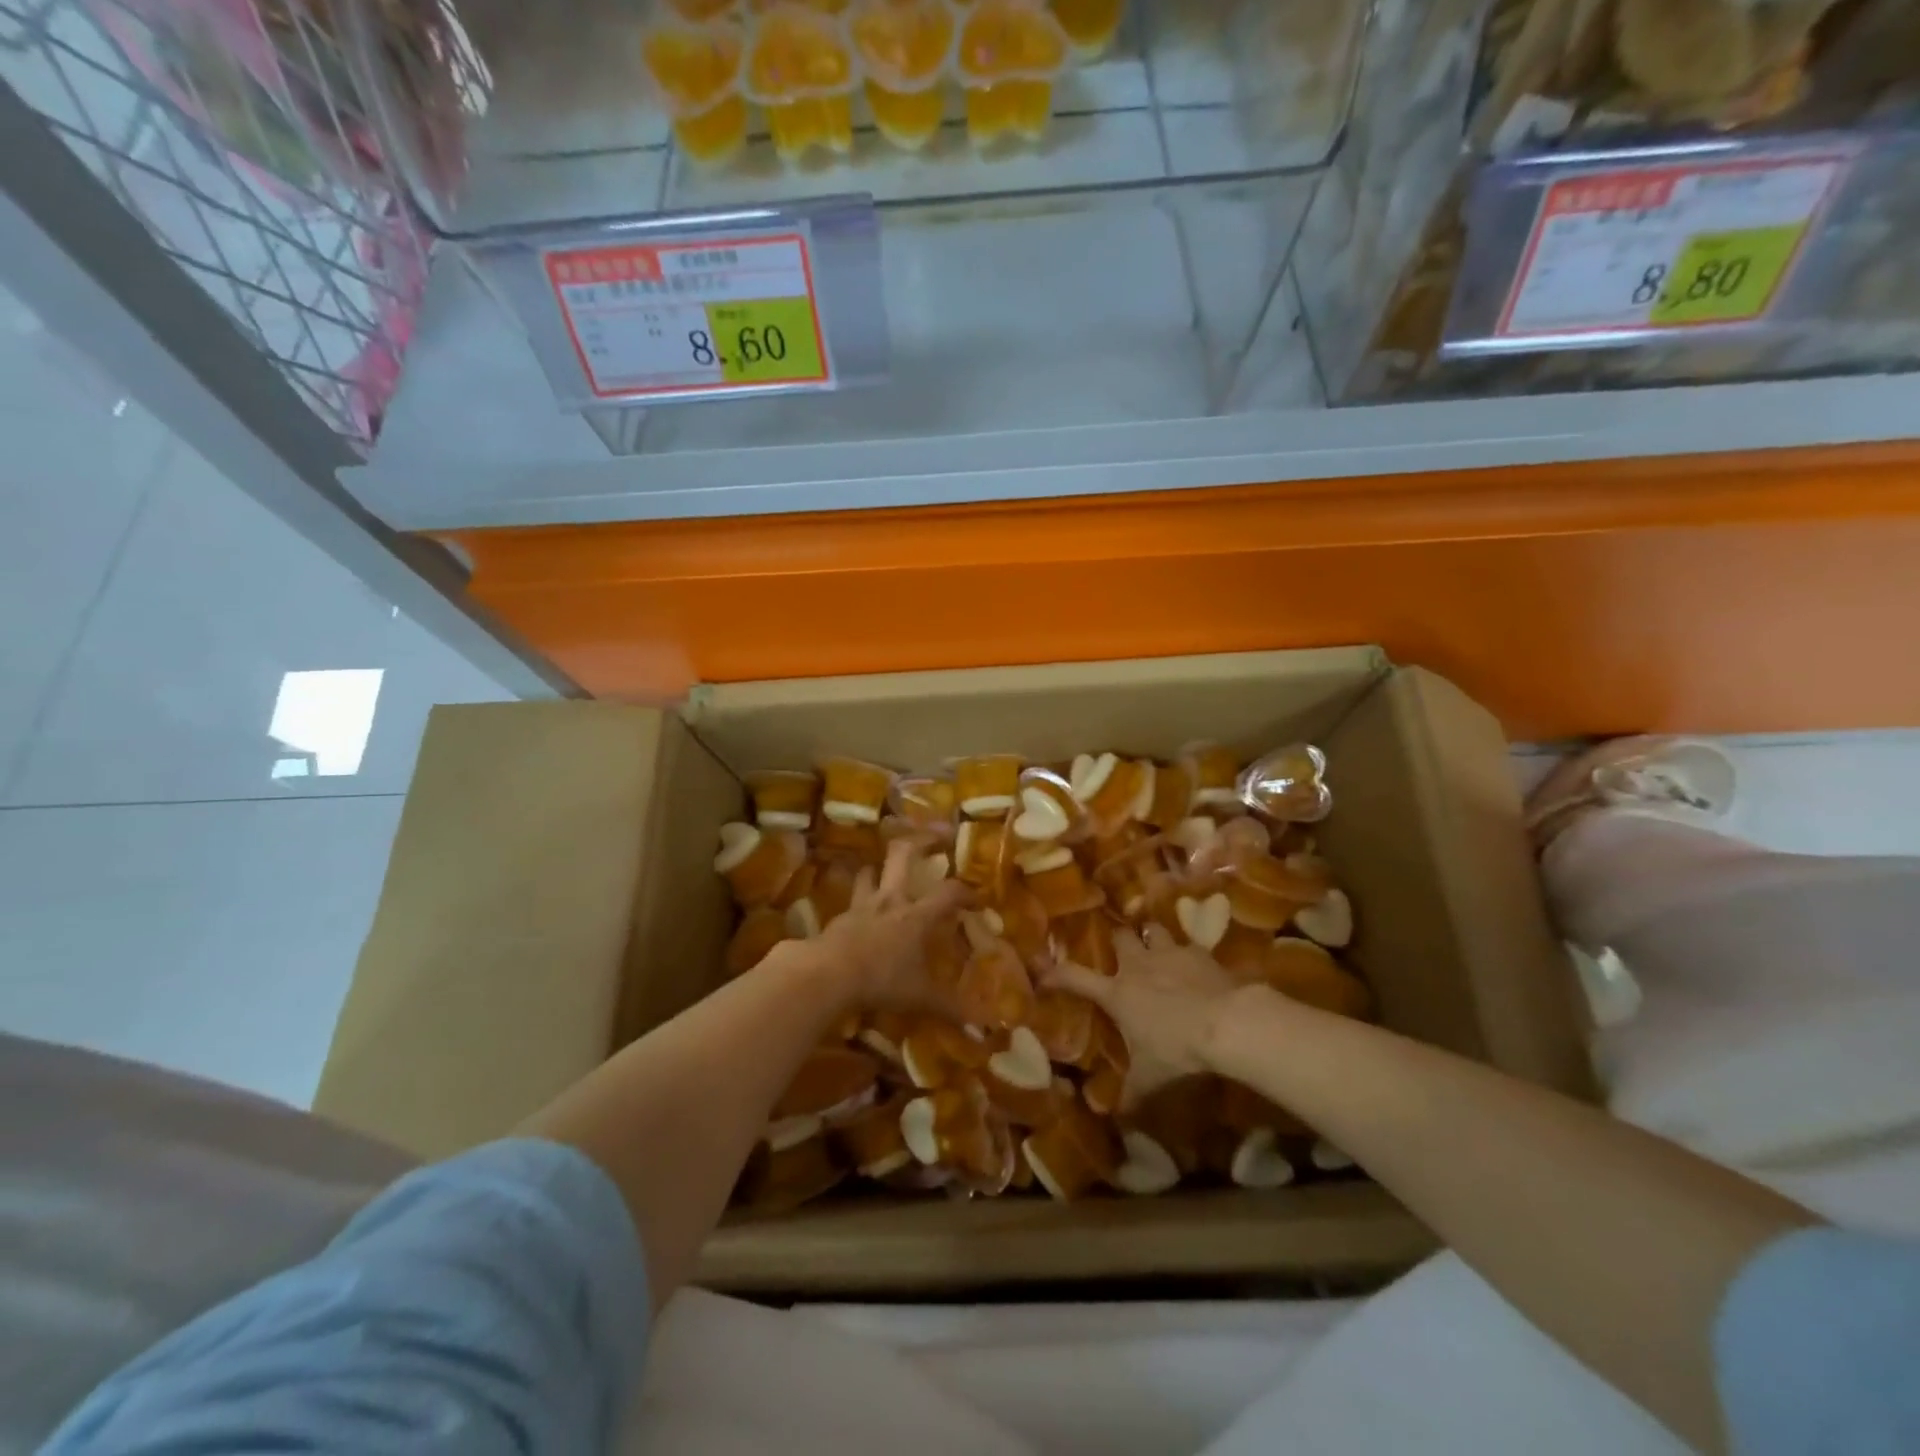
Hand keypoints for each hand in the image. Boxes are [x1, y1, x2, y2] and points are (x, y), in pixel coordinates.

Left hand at [809, 839, 972, 1010]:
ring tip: (887, 872)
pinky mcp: (839, 917)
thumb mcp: (920, 997)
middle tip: (936, 836)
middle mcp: (891, 900)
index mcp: (916, 914)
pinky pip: (851, 900)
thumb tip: (982, 1025)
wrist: (827, 974)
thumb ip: (950, 1007)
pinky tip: (860, 912)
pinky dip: (859, 900)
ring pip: (871, 872)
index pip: (949, 892)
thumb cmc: (881, 980)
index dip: (967, 892)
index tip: (977, 900)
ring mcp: (862, 905)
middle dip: (921, 839)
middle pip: (904, 854)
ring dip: (880, 869)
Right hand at [1045, 930, 1241, 1108]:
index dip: (1057, 973)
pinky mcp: (1200, 953)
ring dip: (1153, 938)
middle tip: (1121, 949)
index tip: (1043, 971)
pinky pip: (1189, 945)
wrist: (1226, 1023)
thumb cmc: (1177, 1049)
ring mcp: (1170, 954)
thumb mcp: (1151, 1078)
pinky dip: (1189, 954)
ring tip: (1157, 947)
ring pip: (1153, 930)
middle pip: (1120, 937)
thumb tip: (1115, 1119)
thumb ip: (1132, 1095)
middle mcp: (1139, 965)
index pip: (1076, 977)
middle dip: (1118, 940)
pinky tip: (1197, 966)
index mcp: (1117, 993)